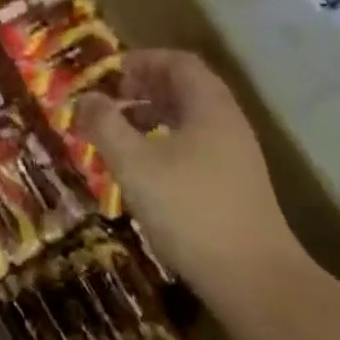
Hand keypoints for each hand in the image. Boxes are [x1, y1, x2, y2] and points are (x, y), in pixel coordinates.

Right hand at [77, 50, 314, 303]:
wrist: (253, 279)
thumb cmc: (189, 210)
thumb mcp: (135, 164)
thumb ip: (106, 125)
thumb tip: (86, 97)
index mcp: (209, 106)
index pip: (179, 62)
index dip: (143, 60)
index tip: (111, 73)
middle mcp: (228, 122)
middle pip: (187, 87)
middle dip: (146, 87)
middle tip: (111, 100)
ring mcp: (237, 155)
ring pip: (191, 119)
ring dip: (154, 116)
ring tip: (121, 132)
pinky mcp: (236, 185)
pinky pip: (197, 145)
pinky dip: (167, 142)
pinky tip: (147, 169)